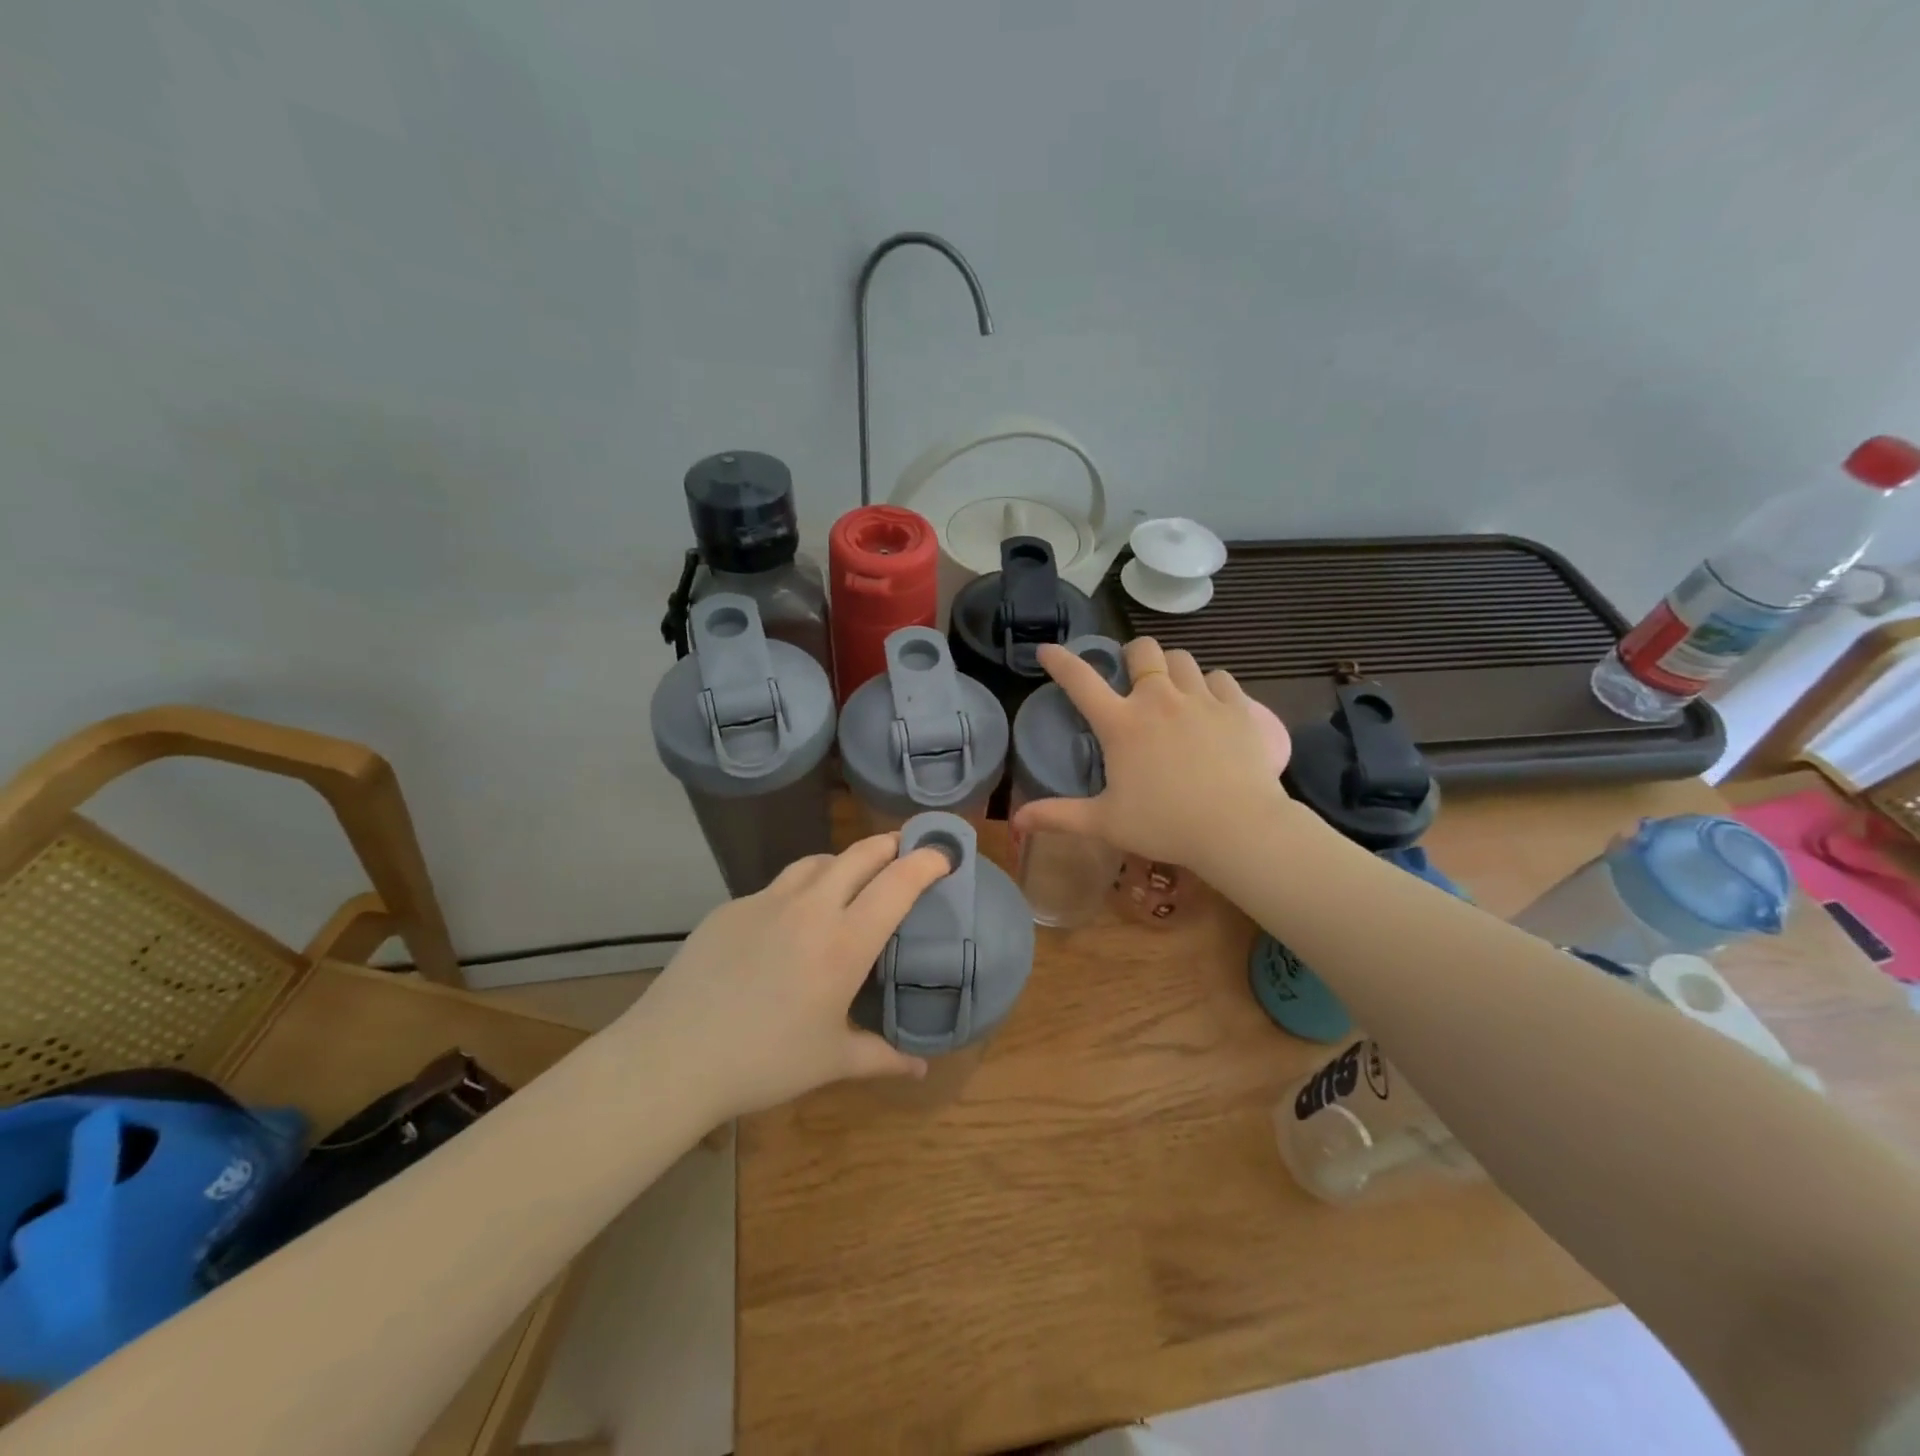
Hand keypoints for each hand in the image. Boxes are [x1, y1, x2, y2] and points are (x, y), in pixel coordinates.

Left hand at [633, 836, 950, 1118]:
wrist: (674, 1056)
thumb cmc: (764, 1062)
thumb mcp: (831, 1062)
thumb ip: (882, 1058)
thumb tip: (921, 1068)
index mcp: (845, 942)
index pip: (898, 883)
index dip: (927, 861)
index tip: (943, 855)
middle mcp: (811, 908)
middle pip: (860, 854)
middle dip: (889, 845)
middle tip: (904, 853)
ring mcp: (766, 901)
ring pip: (817, 862)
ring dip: (844, 862)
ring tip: (851, 879)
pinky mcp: (731, 907)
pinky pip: (777, 885)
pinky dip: (800, 889)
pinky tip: (791, 921)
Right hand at [1013, 637, 1296, 870]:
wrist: (1239, 828)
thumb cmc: (1165, 825)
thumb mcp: (1105, 823)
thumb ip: (1059, 816)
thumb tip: (1016, 821)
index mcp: (1121, 724)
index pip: (1080, 680)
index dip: (1060, 661)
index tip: (1048, 650)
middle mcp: (1158, 699)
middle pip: (1143, 650)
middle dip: (1133, 655)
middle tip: (1133, 675)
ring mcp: (1201, 699)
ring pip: (1182, 659)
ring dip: (1171, 668)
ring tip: (1172, 689)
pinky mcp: (1237, 707)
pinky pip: (1220, 678)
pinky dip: (1210, 685)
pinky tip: (1210, 704)